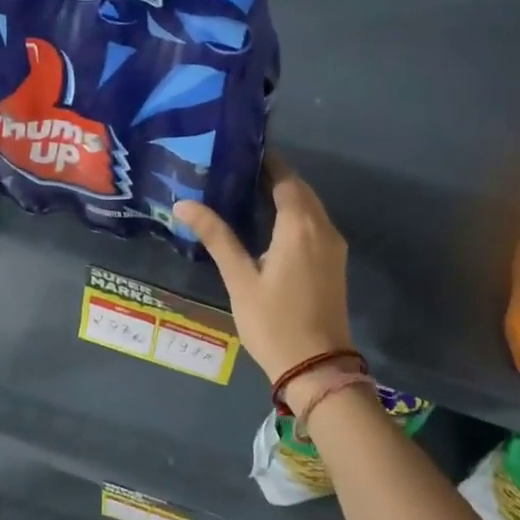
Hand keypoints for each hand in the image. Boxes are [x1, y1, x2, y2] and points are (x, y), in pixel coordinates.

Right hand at [174, 154, 354, 393]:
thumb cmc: (274, 322)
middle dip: (274, 177)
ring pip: (310, 207)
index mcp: (300, 225)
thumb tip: (184, 203)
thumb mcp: (240, 279)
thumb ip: (216, 236)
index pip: (285, 178)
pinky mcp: (335, 263)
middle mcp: (323, 228)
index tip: (239, 152)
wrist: (317, 367)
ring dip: (286, 196)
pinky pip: (315, 225)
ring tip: (247, 194)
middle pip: (300, 190)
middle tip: (236, 172)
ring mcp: (333, 246)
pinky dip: (295, 215)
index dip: (265, 162)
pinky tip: (269, 225)